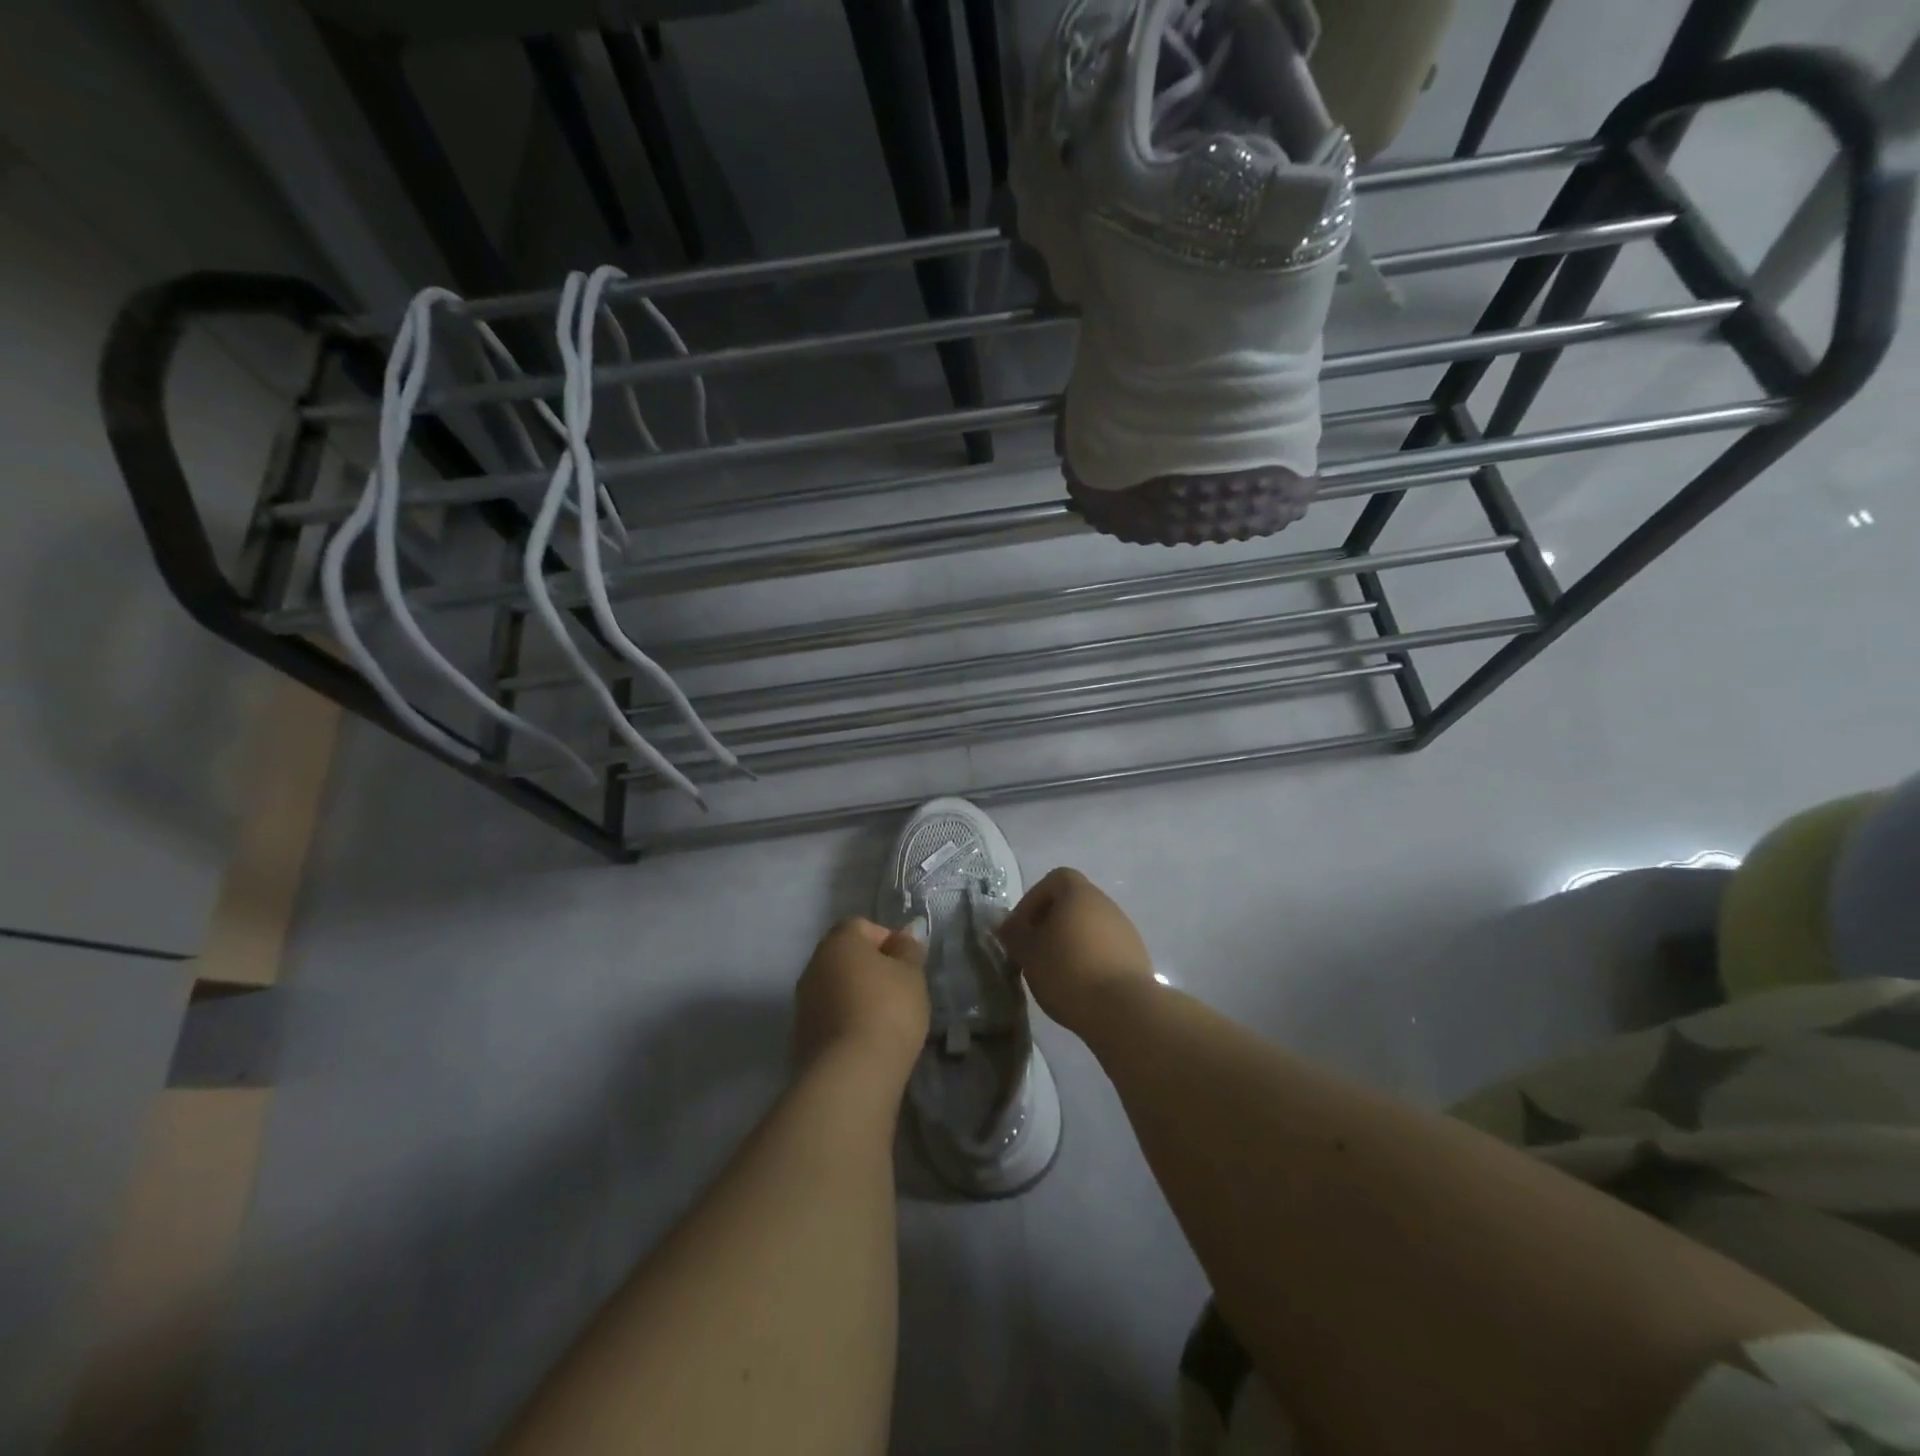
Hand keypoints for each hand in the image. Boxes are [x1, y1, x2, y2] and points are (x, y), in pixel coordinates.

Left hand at [793, 918, 928, 1082]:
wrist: (851, 1074)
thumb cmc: (888, 1010)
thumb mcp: (911, 975)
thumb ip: (909, 949)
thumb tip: (907, 932)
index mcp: (839, 942)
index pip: (861, 925)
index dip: (886, 939)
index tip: (906, 964)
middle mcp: (814, 965)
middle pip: (845, 956)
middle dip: (870, 968)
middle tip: (899, 990)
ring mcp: (803, 1002)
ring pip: (835, 987)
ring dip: (856, 995)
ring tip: (885, 1019)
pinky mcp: (801, 1035)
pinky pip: (829, 1016)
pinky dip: (846, 1021)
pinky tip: (867, 1040)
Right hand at [998, 868, 1156, 1034]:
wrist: (1123, 1009)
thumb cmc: (1068, 971)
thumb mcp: (1028, 953)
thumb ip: (1014, 934)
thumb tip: (1006, 923)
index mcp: (1079, 894)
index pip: (1054, 880)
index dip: (1033, 900)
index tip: (1022, 928)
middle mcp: (1105, 903)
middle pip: (1072, 903)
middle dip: (1050, 923)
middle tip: (1034, 952)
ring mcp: (1125, 929)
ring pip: (1089, 927)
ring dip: (1070, 942)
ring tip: (1056, 972)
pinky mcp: (1136, 956)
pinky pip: (1105, 948)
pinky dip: (1089, 959)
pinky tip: (1081, 985)